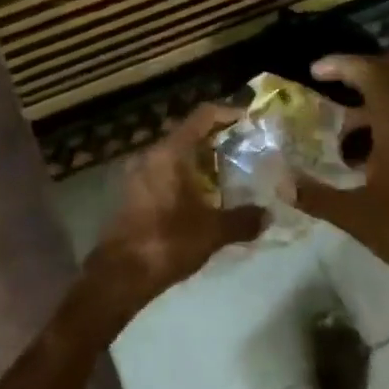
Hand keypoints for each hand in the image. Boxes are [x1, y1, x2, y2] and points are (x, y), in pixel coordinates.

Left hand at [87, 103, 266, 315]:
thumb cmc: (168, 242)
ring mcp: (137, 174)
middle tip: (245, 150)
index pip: (202, 116)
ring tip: (229, 175)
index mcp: (170, 153)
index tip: (250, 120)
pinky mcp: (132, 193)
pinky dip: (184, 177)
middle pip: (188, 134)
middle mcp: (151, 155)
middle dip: (217, 140)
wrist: (120, 274)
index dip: (228, 113)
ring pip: (174, 155)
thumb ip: (243, 219)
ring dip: (200, 161)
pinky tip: (202, 197)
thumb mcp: (213, 231)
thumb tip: (268, 215)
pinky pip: (163, 173)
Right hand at [293, 54, 388, 290]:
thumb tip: (280, 183)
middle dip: (362, 70)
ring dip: (375, 97)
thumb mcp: (356, 216)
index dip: (342, 64)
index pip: (372, 72)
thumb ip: (315, 196)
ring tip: (343, 128)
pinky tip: (368, 153)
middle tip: (332, 83)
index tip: (315, 71)